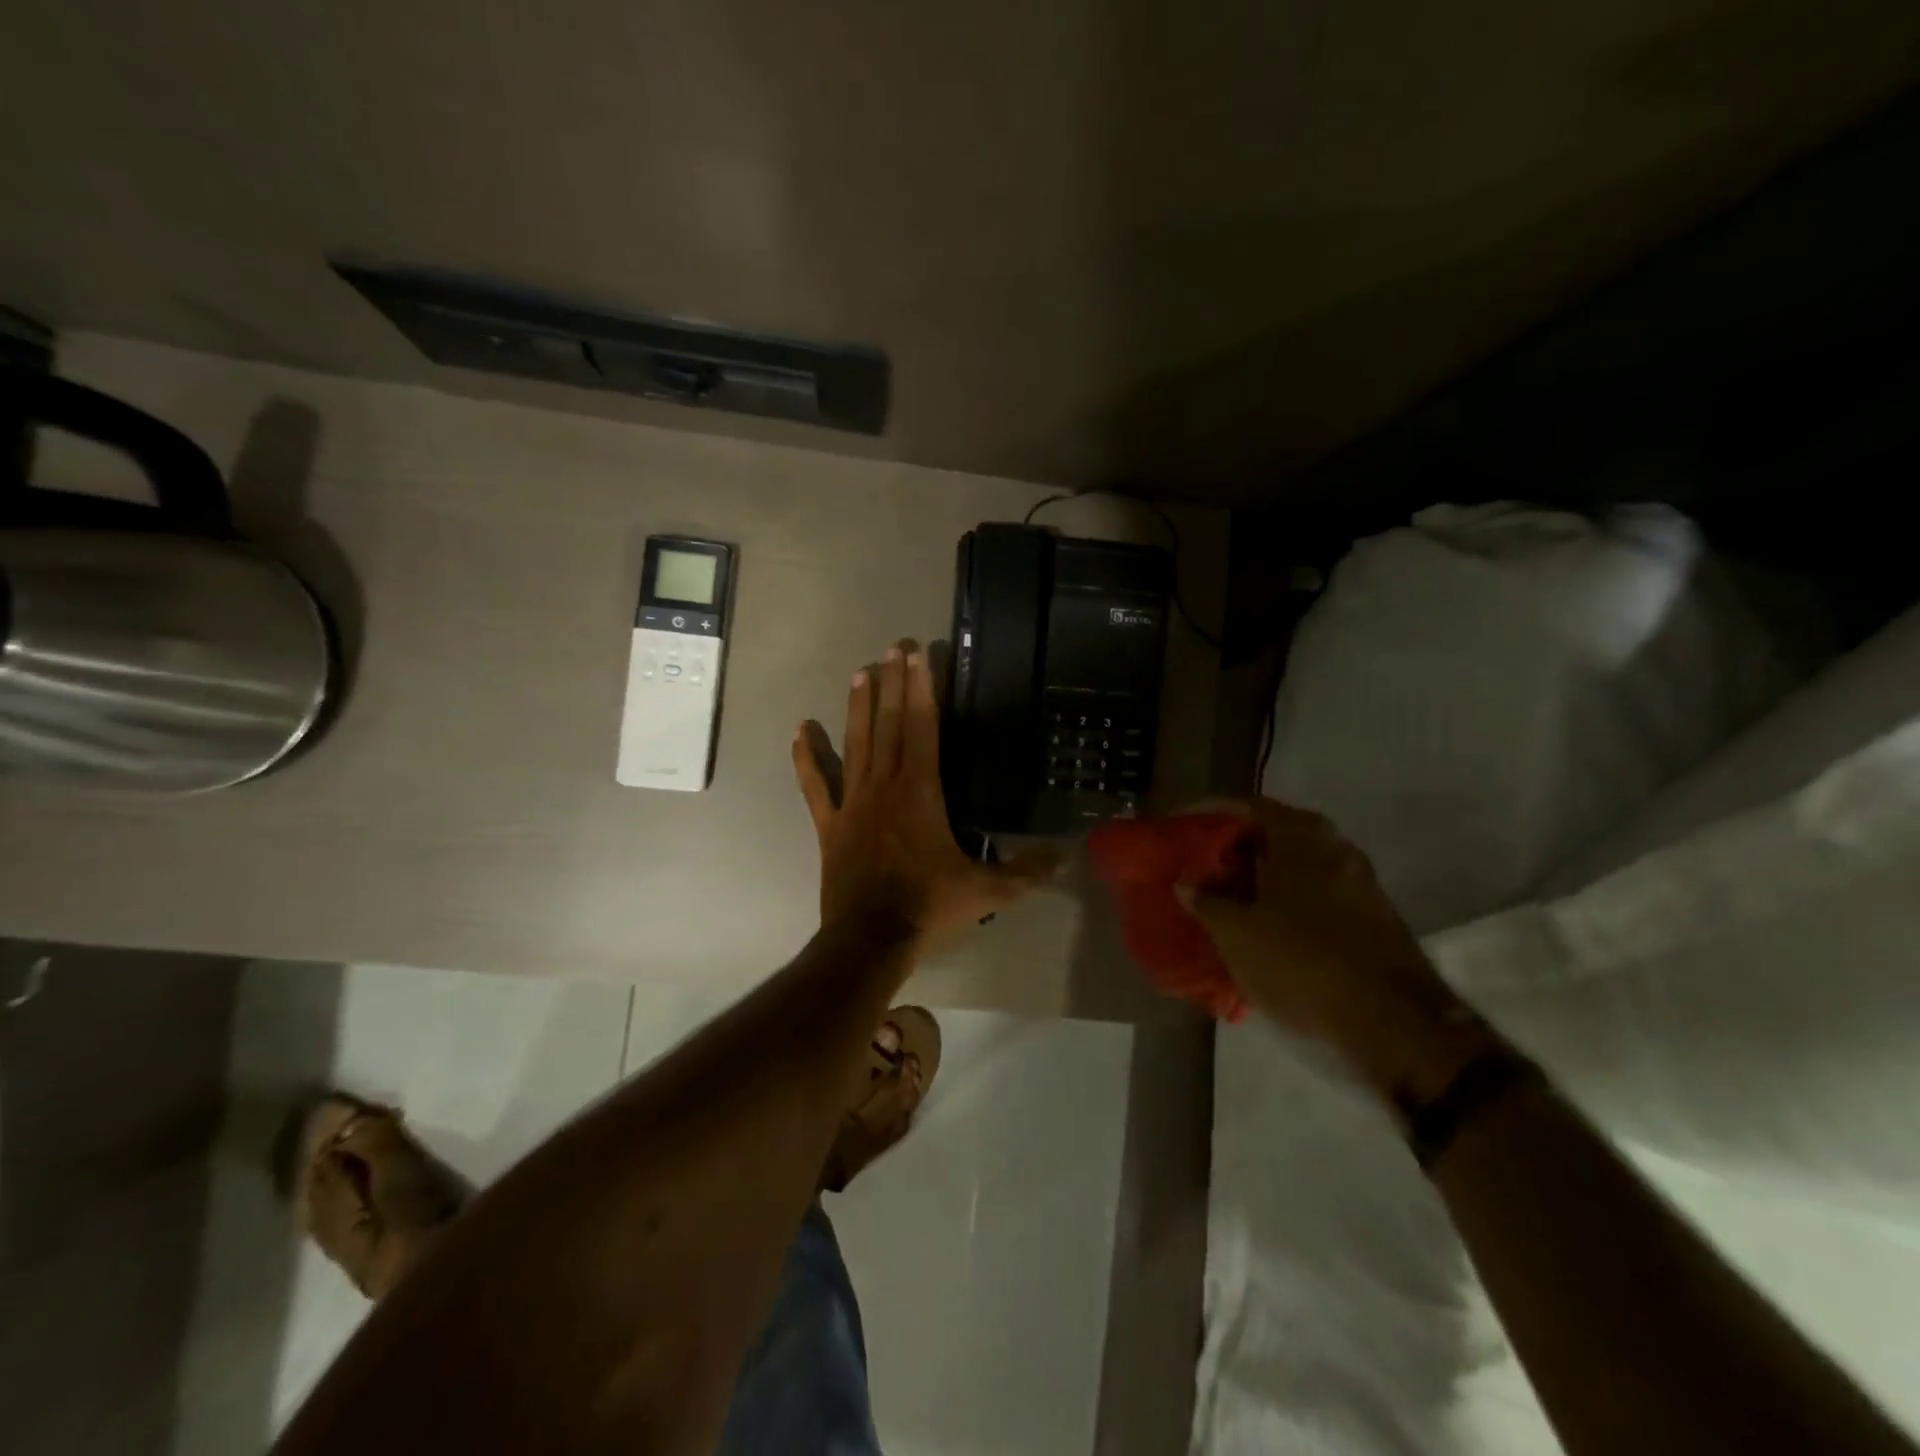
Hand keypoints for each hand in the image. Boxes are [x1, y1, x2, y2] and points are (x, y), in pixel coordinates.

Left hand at [793, 642, 1057, 942]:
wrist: (869, 941)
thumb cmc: (928, 908)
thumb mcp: (987, 892)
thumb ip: (1027, 872)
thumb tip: (1065, 858)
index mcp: (920, 792)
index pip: (922, 728)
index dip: (921, 689)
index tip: (919, 655)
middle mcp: (884, 786)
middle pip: (888, 724)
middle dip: (893, 683)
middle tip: (894, 647)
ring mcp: (853, 803)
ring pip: (855, 744)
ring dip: (858, 707)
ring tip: (862, 672)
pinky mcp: (830, 825)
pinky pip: (816, 786)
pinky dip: (807, 758)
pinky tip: (801, 730)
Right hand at [1185, 799, 1498, 1098]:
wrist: (1395, 1026)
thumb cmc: (1302, 963)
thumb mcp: (1237, 934)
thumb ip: (1206, 902)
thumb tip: (1187, 884)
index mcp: (1302, 837)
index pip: (1245, 806)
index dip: (1207, 813)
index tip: (1179, 827)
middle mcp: (1335, 848)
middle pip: (1272, 835)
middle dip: (1231, 850)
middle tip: (1196, 867)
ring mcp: (1358, 884)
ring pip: (1294, 869)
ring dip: (1257, 880)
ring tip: (1220, 901)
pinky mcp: (1370, 919)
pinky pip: (1313, 897)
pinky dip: (1282, 904)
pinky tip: (1258, 930)